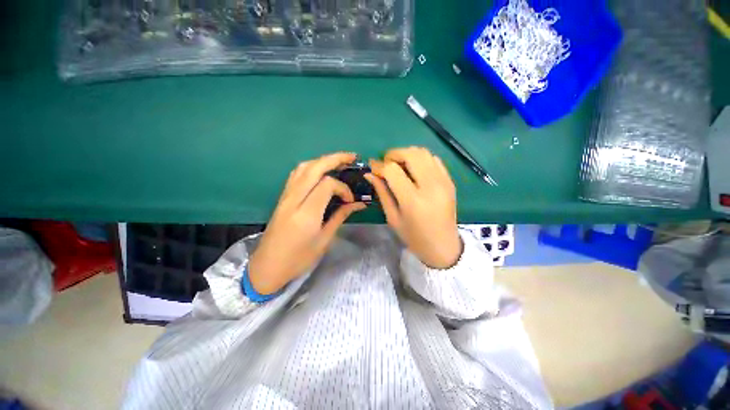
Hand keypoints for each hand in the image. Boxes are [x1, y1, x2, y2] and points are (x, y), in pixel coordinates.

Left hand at [248, 153, 365, 294]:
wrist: (267, 267)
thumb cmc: (299, 259)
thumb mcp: (324, 240)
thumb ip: (340, 216)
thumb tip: (358, 204)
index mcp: (306, 214)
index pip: (327, 185)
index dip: (343, 187)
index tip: (351, 199)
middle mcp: (294, 199)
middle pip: (314, 168)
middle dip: (335, 158)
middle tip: (352, 157)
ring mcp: (285, 197)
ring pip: (303, 167)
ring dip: (322, 160)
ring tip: (337, 162)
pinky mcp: (282, 197)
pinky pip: (296, 174)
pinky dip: (311, 167)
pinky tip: (320, 172)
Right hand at [366, 147, 461, 268]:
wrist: (443, 246)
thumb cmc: (414, 237)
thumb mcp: (393, 217)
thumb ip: (382, 193)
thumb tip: (370, 174)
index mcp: (413, 200)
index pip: (392, 170)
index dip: (379, 165)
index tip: (373, 167)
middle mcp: (430, 186)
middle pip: (410, 154)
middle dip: (393, 154)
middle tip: (385, 163)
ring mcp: (443, 182)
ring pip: (423, 152)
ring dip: (407, 154)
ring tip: (399, 165)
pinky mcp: (450, 181)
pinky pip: (434, 159)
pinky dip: (421, 158)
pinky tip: (414, 168)